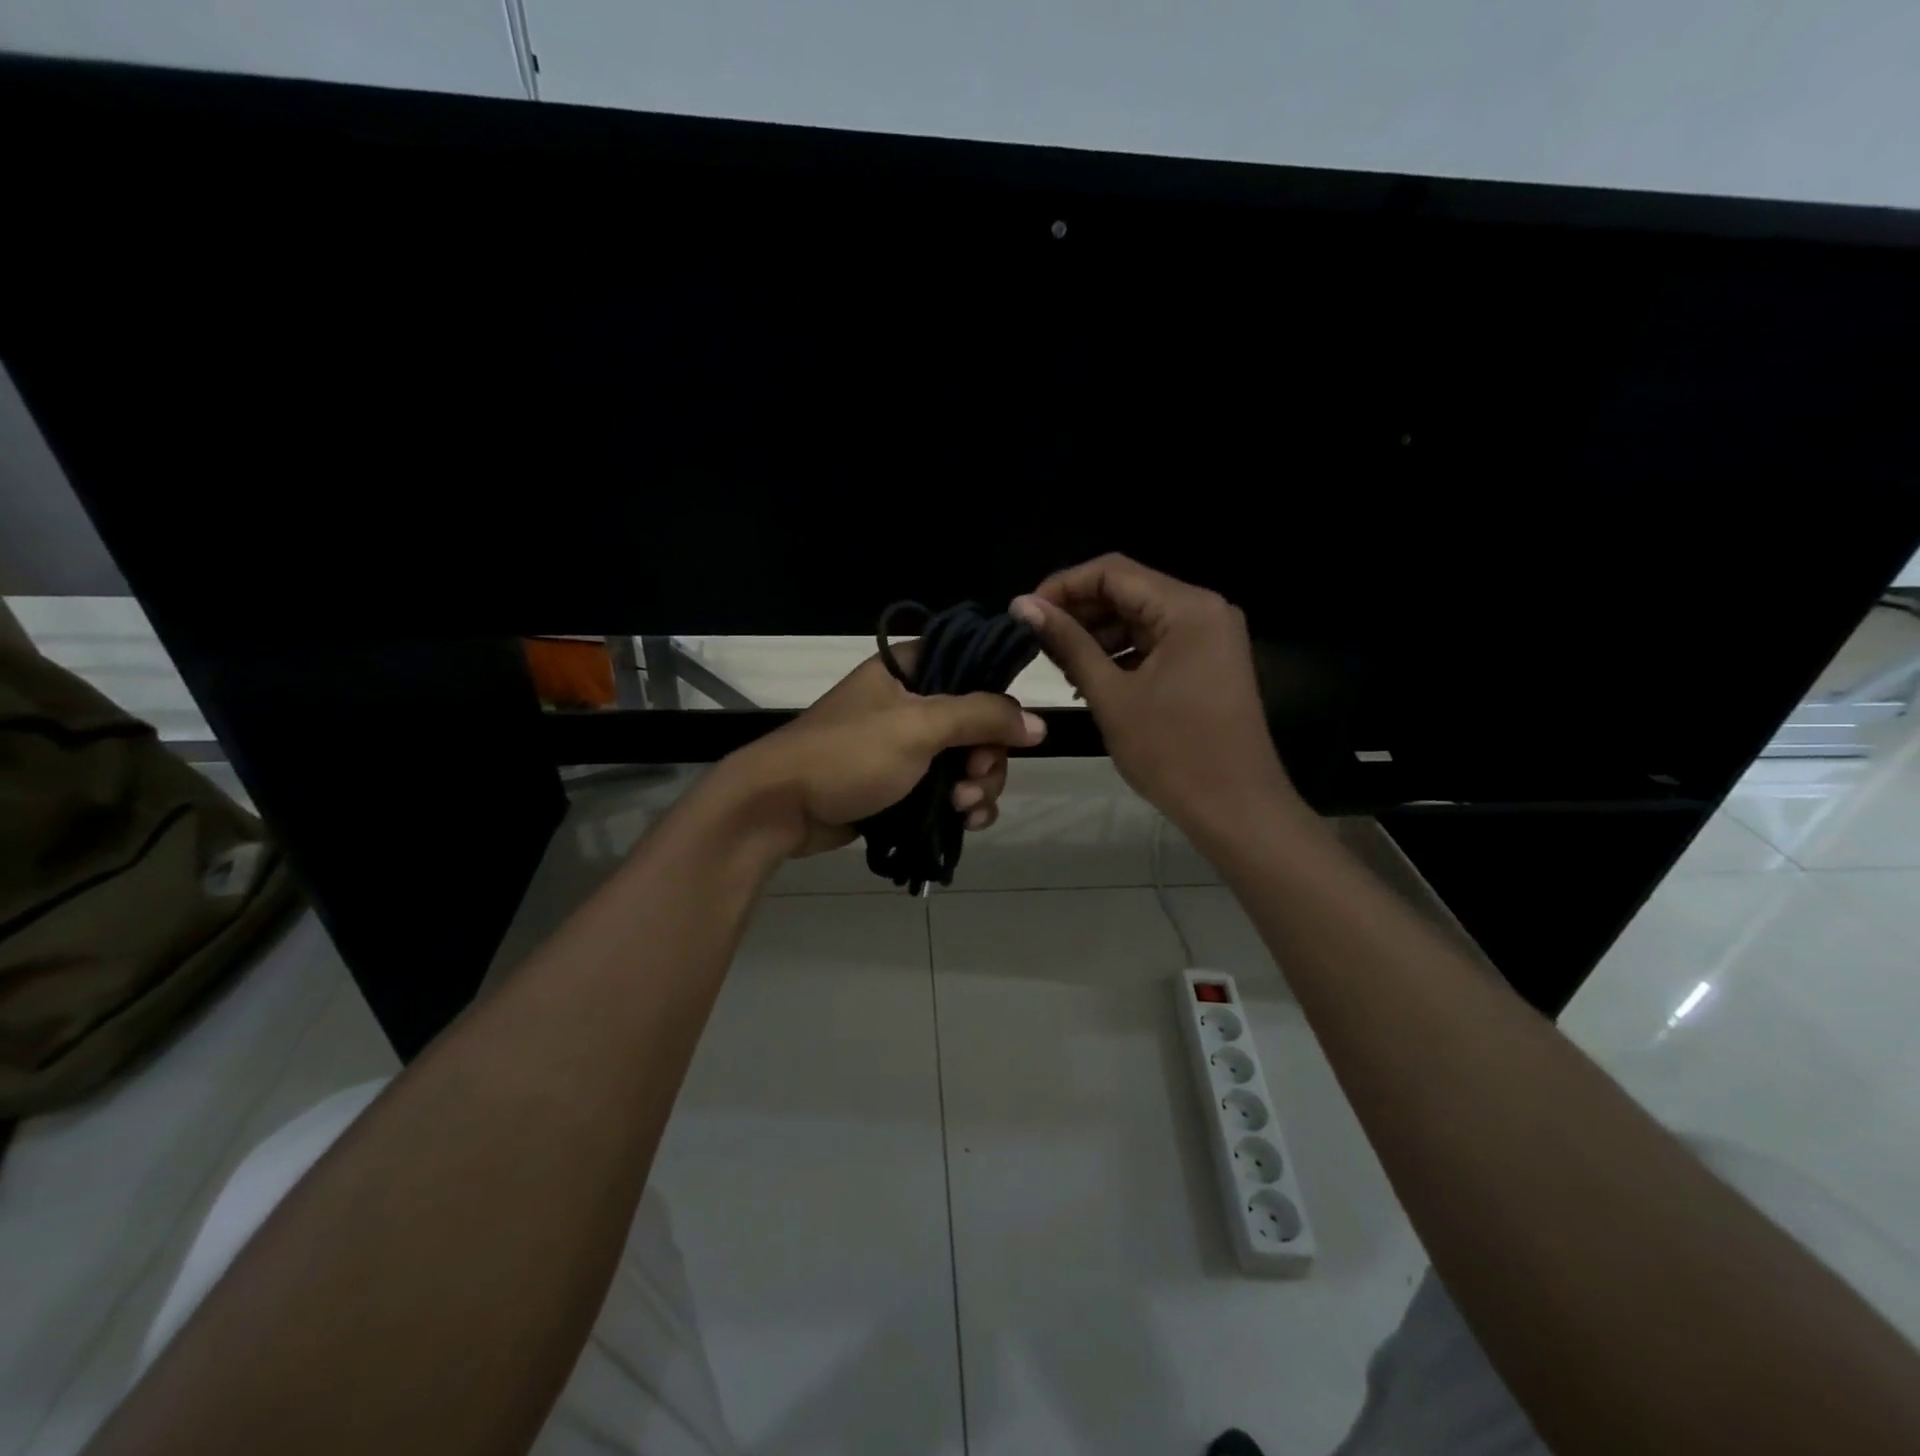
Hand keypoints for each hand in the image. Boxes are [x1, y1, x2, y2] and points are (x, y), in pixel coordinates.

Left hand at [721, 645, 1045, 858]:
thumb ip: (982, 717)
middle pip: (978, 722)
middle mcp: (912, 702)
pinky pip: (950, 789)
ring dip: (978, 786)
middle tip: (974, 779)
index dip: (997, 696)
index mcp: (910, 669)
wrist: (781, 807)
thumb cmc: (848, 754)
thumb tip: (1038, 724)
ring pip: (968, 760)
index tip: (1008, 728)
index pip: (973, 665)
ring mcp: (907, 746)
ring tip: (963, 808)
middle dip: (987, 757)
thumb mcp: (918, 727)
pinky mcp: (903, 784)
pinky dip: (963, 805)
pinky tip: (966, 823)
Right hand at [1011, 554, 1300, 838]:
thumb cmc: (1172, 753)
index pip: (1112, 572)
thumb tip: (1023, 605)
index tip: (1024, 613)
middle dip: (1079, 612)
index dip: (1063, 586)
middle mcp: (1205, 609)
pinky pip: (1157, 643)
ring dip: (1098, 635)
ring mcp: (1211, 636)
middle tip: (1036, 642)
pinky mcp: (1208, 662)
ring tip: (1060, 666)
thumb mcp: (1111, 695)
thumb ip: (1068, 644)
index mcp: (1187, 608)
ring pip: (1141, 618)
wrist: (1236, 809)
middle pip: (1128, 591)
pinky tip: (1091, 679)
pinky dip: (1123, 654)